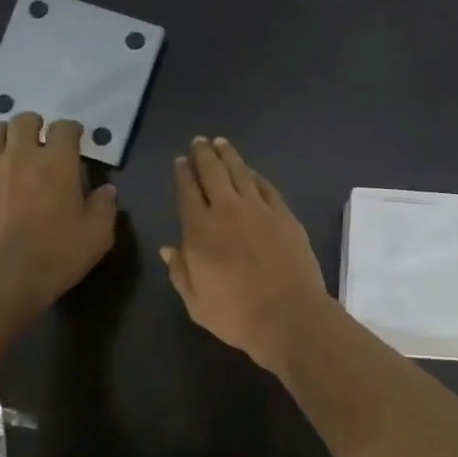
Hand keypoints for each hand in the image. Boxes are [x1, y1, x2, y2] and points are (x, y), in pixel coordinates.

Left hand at [0, 114, 117, 311]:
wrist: (5, 278)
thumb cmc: (58, 254)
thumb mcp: (98, 234)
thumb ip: (105, 207)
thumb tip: (107, 190)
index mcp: (57, 162)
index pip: (64, 128)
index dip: (72, 130)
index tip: (76, 139)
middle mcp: (21, 156)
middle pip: (23, 121)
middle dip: (35, 125)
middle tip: (42, 140)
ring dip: (4, 136)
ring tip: (12, 149)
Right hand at [161, 137, 328, 373]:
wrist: (288, 315)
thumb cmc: (236, 315)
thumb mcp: (196, 302)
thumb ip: (180, 272)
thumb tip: (169, 248)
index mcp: (199, 230)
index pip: (187, 192)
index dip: (182, 174)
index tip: (180, 161)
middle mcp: (227, 211)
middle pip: (212, 173)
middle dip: (203, 154)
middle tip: (199, 141)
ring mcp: (260, 210)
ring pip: (240, 172)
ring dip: (229, 156)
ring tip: (221, 143)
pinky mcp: (285, 216)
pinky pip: (267, 187)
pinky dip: (256, 176)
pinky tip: (251, 172)